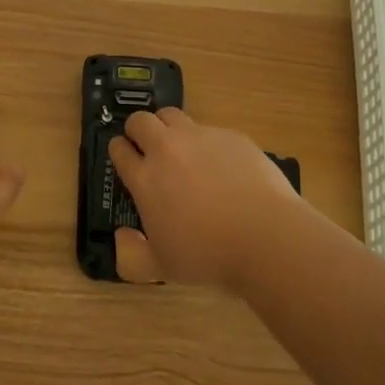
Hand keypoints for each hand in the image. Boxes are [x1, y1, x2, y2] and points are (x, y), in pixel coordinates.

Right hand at [109, 107, 299, 290]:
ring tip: (180, 149)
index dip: (119, 150)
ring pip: (172, 115)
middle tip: (147, 147)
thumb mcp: (161, 268)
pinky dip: (206, 142)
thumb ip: (132, 255)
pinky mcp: (229, 135)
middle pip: (140, 120)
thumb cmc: (208, 256)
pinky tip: (222, 166)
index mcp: (146, 178)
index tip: (124, 158)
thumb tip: (122, 235)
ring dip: (168, 127)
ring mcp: (200, 137)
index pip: (119, 148)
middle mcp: (167, 149)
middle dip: (137, 130)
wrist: (265, 236)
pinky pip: (209, 130)